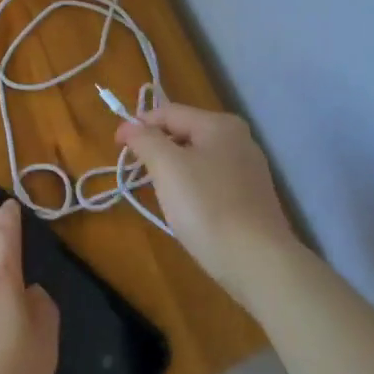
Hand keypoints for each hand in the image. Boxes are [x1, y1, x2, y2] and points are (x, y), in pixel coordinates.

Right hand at [116, 103, 300, 308]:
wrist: (257, 262)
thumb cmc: (207, 207)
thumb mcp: (167, 167)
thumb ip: (145, 140)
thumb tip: (129, 126)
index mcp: (220, 124)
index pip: (169, 112)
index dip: (138, 125)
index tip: (116, 146)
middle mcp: (239, 139)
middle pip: (185, 132)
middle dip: (157, 148)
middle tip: (136, 171)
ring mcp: (249, 170)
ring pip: (198, 158)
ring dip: (173, 169)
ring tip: (157, 191)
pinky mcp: (251, 197)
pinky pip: (212, 181)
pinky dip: (192, 187)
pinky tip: (186, 209)